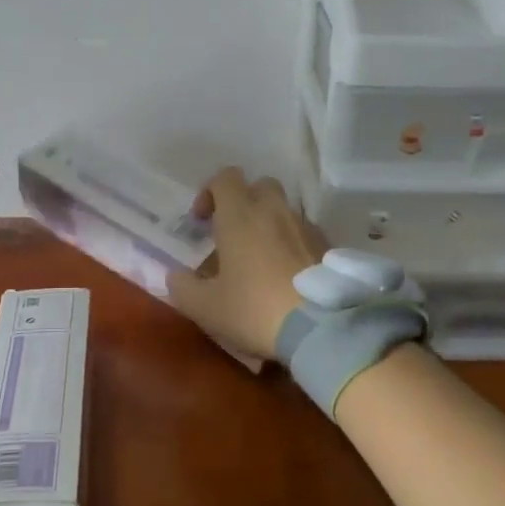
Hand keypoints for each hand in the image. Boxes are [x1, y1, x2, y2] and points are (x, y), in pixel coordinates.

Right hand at [167, 167, 328, 360]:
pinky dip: (293, 244)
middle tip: (234, 234)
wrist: (322, 328)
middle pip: (260, 185)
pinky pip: (305, 233)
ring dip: (270, 224)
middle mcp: (274, 211)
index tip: (202, 222)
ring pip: (284, 210)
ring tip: (261, 259)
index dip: (209, 192)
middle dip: (244, 202)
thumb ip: (182, 287)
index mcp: (239, 215)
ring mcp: (305, 226)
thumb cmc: (254, 309)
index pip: (225, 177)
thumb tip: (176, 276)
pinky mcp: (328, 246)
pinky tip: (288, 275)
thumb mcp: (205, 307)